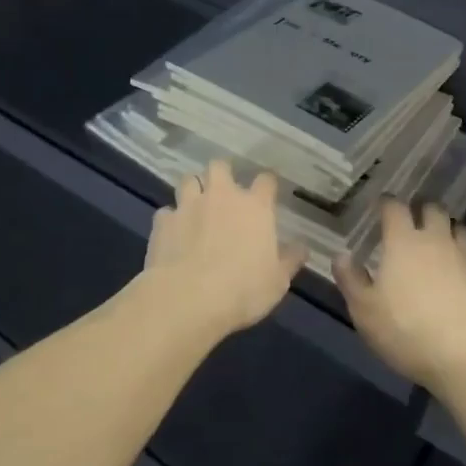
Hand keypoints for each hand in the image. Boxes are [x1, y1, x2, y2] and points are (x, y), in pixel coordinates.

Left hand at [141, 159, 304, 335]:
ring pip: (188, 180)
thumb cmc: (243, 289)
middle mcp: (222, 197)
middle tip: (223, 191)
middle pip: (220, 166)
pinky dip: (170, 220)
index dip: (267, 183)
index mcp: (255, 207)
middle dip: (221, 173)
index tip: (267, 191)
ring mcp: (189, 206)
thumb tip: (302, 247)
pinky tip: (172, 234)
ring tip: (195, 206)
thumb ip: (289, 260)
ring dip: (193, 189)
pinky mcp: (163, 222)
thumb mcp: (277, 281)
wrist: (188, 299)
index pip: (266, 180)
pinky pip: (166, 212)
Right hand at [335, 200, 465, 392]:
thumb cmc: (406, 329)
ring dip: (448, 230)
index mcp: (403, 242)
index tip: (381, 205)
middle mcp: (435, 241)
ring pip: (459, 229)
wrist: (465, 355)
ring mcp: (464, 258)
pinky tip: (459, 274)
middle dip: (422, 210)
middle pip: (433, 209)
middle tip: (412, 221)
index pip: (394, 207)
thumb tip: (341, 255)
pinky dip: (465, 261)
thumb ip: (351, 280)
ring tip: (439, 242)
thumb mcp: (365, 310)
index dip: (387, 203)